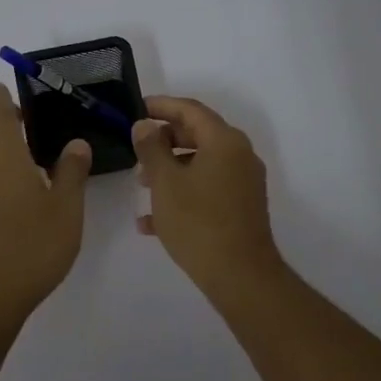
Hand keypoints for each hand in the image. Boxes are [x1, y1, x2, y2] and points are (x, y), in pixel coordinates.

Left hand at [0, 83, 92, 320]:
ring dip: (16, 161)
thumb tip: (75, 143)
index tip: (0, 85)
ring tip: (46, 166)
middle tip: (43, 128)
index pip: (0, 118)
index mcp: (5, 160)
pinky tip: (32, 202)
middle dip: (15, 132)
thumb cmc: (32, 244)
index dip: (2, 101)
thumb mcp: (65, 207)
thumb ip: (72, 172)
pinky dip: (11, 185)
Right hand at [132, 96, 283, 297]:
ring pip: (201, 164)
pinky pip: (208, 189)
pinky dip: (183, 194)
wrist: (239, 275)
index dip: (161, 106)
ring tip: (141, 185)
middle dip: (164, 141)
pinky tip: (152, 221)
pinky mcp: (241, 207)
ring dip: (170, 169)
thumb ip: (151, 148)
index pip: (190, 110)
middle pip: (198, 135)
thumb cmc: (198, 222)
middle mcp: (240, 155)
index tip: (137, 109)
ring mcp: (243, 182)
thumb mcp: (165, 182)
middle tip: (136, 150)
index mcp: (225, 141)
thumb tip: (144, 125)